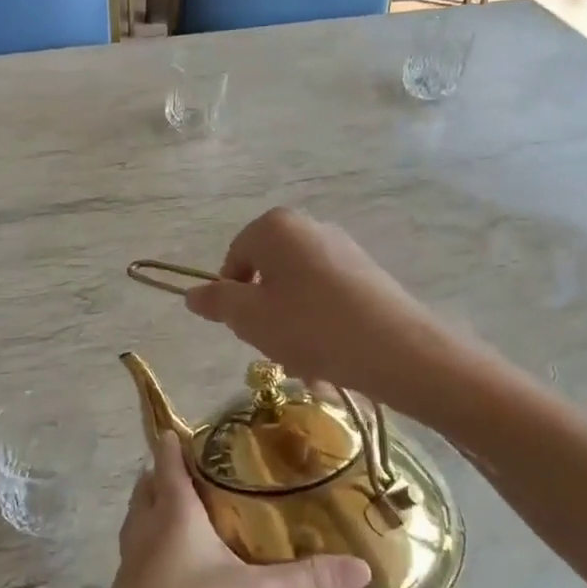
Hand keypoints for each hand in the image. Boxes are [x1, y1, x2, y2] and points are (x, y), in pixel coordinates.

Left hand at [91, 433, 370, 587]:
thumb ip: (306, 580)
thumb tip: (361, 567)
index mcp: (173, 510)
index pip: (167, 459)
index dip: (176, 440)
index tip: (197, 430)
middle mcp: (146, 523)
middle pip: (149, 481)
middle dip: (168, 469)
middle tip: (203, 469)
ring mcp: (131, 553)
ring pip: (140, 511)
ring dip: (158, 500)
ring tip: (192, 505)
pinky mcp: (127, 581)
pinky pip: (139, 540)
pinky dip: (154, 532)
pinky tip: (179, 554)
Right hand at [183, 208, 446, 407]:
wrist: (395, 349)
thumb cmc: (308, 326)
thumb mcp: (249, 318)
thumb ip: (216, 302)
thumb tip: (191, 293)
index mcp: (276, 226)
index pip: (234, 259)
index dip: (231, 297)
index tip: (243, 329)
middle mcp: (309, 226)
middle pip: (267, 274)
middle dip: (263, 313)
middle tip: (272, 346)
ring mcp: (342, 249)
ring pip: (296, 291)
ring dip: (290, 326)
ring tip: (303, 360)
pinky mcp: (366, 274)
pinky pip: (326, 299)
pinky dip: (318, 325)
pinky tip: (328, 356)